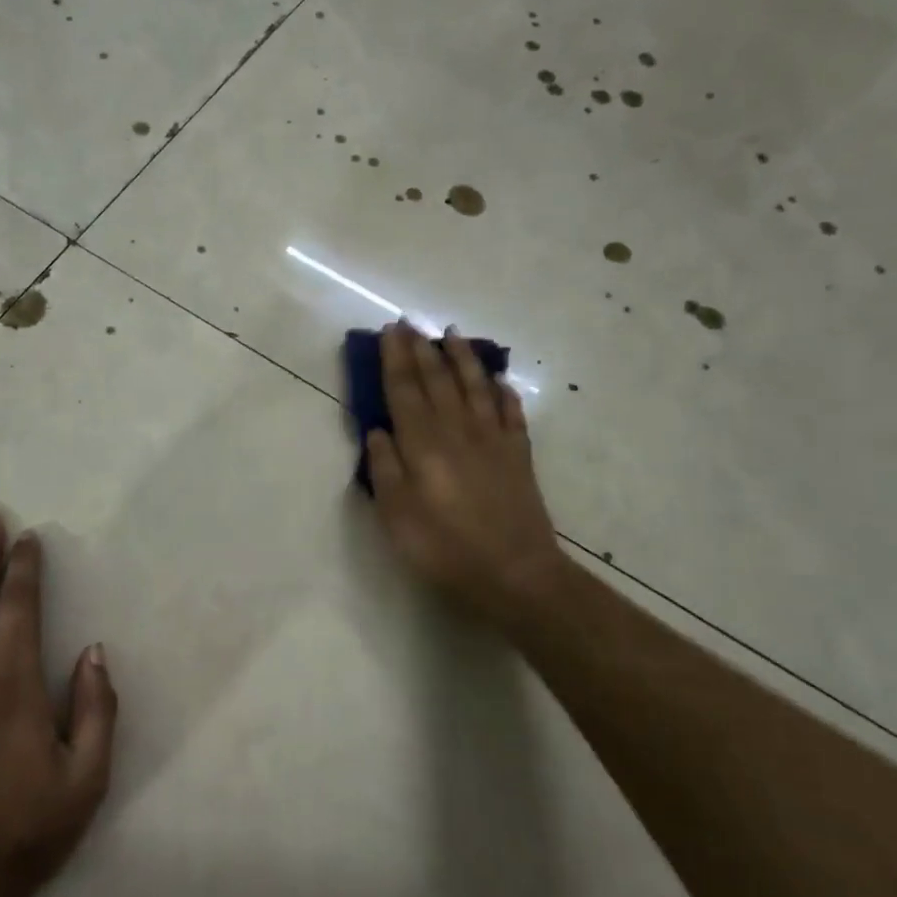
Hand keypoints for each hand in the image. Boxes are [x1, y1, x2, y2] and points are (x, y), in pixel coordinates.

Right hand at [365, 322, 566, 625]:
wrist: (515, 574)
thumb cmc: (444, 548)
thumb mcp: (397, 515)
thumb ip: (384, 469)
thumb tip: (378, 431)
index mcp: (423, 444)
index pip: (405, 390)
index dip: (395, 359)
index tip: (390, 331)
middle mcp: (458, 431)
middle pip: (437, 380)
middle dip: (422, 349)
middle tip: (411, 322)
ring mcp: (493, 441)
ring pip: (475, 387)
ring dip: (462, 359)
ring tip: (452, 334)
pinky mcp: (519, 456)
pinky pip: (512, 414)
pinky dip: (504, 394)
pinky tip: (500, 382)